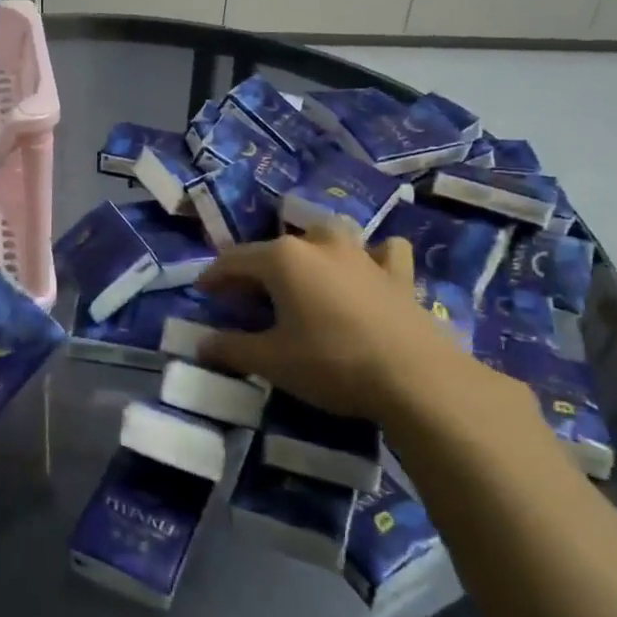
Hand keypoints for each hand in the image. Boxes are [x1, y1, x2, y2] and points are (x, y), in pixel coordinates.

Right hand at [197, 229, 494, 428]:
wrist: (414, 377)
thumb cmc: (331, 363)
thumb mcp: (271, 361)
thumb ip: (231, 349)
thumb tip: (201, 344)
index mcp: (283, 259)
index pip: (234, 260)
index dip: (214, 276)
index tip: (202, 291)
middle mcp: (319, 244)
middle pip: (277, 249)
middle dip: (257, 269)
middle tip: (247, 296)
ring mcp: (362, 254)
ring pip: (328, 238)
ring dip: (311, 253)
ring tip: (304, 278)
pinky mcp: (397, 273)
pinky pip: (380, 253)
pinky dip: (370, 258)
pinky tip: (367, 272)